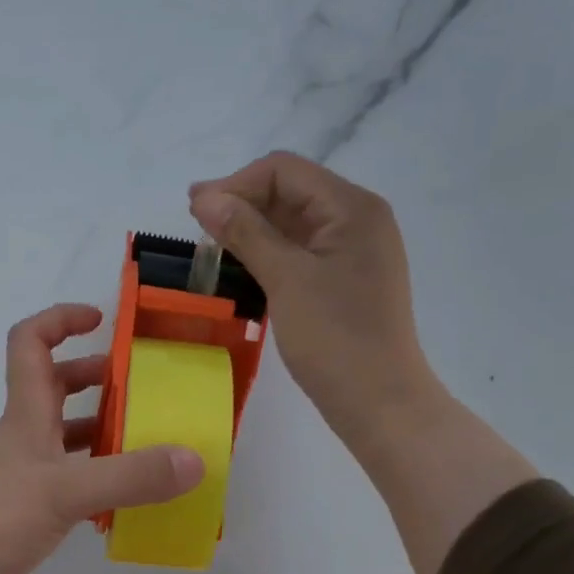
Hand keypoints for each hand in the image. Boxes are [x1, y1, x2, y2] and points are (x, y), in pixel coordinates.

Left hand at [0, 303, 204, 573]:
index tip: (102, 321)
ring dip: (101, 431)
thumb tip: (194, 460)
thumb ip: (129, 476)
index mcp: (26, 414)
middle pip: (55, 388)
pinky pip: (67, 480)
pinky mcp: (22, 510)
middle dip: (95, 378)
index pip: (32, 343)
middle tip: (141, 389)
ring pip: (64, 437)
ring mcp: (21, 474)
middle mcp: (23, 436)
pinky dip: (94, 480)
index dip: (62, 320)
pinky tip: (123, 499)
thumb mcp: (64, 492)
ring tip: (147, 442)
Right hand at [189, 152, 441, 462]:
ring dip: (252, 228)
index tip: (194, 212)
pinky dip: (268, 252)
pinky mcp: (345, 278)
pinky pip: (301, 250)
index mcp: (352, 208)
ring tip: (212, 246)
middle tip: (197, 227)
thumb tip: (204, 197)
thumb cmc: (335, 339)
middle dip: (242, 203)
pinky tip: (241, 267)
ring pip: (293, 222)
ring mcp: (353, 250)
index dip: (236, 184)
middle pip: (290, 191)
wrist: (379, 402)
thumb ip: (245, 232)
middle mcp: (357, 219)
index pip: (284, 171)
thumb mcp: (286, 279)